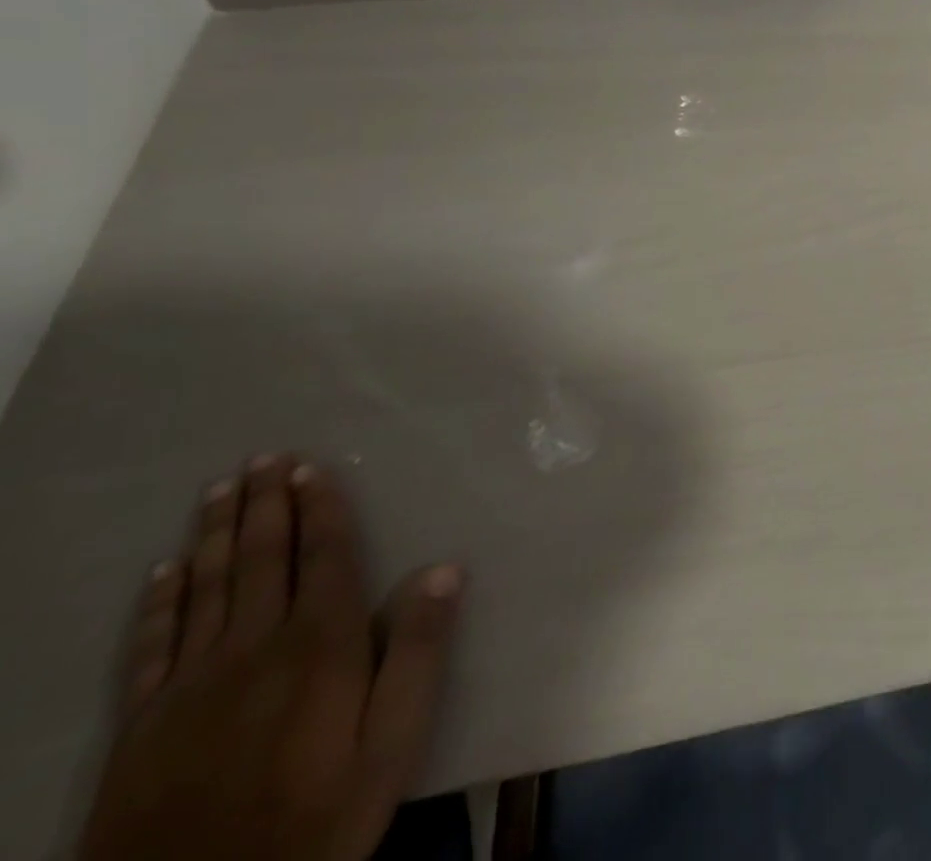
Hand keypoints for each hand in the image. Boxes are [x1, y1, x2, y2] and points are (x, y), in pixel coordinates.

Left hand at [80, 457, 461, 860]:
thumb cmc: (316, 819)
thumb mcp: (391, 743)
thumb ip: (418, 652)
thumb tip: (444, 569)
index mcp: (319, 646)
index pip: (322, 557)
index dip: (318, 509)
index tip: (310, 468)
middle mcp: (253, 649)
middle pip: (259, 560)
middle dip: (263, 505)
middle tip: (262, 458)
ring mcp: (188, 687)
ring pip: (204, 589)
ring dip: (213, 534)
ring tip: (219, 491)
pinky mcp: (140, 726)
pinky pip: (150, 646)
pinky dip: (159, 602)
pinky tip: (163, 572)